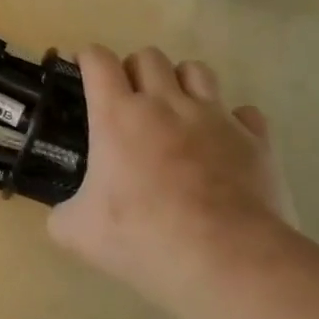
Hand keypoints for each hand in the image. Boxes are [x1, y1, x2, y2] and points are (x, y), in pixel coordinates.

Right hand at [50, 46, 290, 306]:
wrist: (229, 261)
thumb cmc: (145, 238)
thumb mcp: (79, 233)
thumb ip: (63, 215)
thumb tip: (62, 216)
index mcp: (117, 115)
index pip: (98, 59)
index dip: (88, 59)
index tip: (84, 72)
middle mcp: (165, 103)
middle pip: (148, 56)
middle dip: (134, 70)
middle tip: (130, 102)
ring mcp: (214, 118)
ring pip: (197, 70)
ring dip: (182, 83)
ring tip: (177, 112)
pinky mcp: (255, 141)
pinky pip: (244, 113)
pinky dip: (233, 121)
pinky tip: (224, 144)